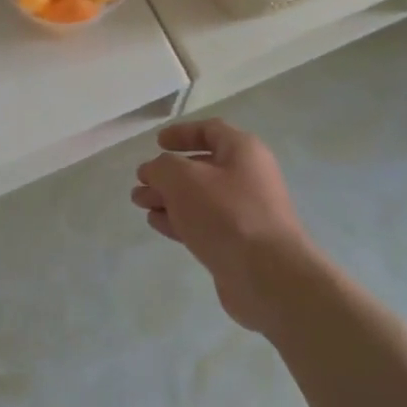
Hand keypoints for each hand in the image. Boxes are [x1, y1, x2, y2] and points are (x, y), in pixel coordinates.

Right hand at [132, 119, 315, 333]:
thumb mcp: (184, 179)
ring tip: (139, 202)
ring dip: (168, 197)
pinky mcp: (238, 243)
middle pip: (201, 167)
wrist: (267, 275)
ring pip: (199, 198)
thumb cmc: (227, 213)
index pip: (210, 130)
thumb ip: (162, 167)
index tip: (156, 143)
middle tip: (140, 181)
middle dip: (167, 173)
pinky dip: (179, 219)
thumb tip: (155, 171)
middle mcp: (247, 177)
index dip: (182, 133)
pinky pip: (204, 223)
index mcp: (243, 151)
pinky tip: (156, 222)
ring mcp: (244, 212)